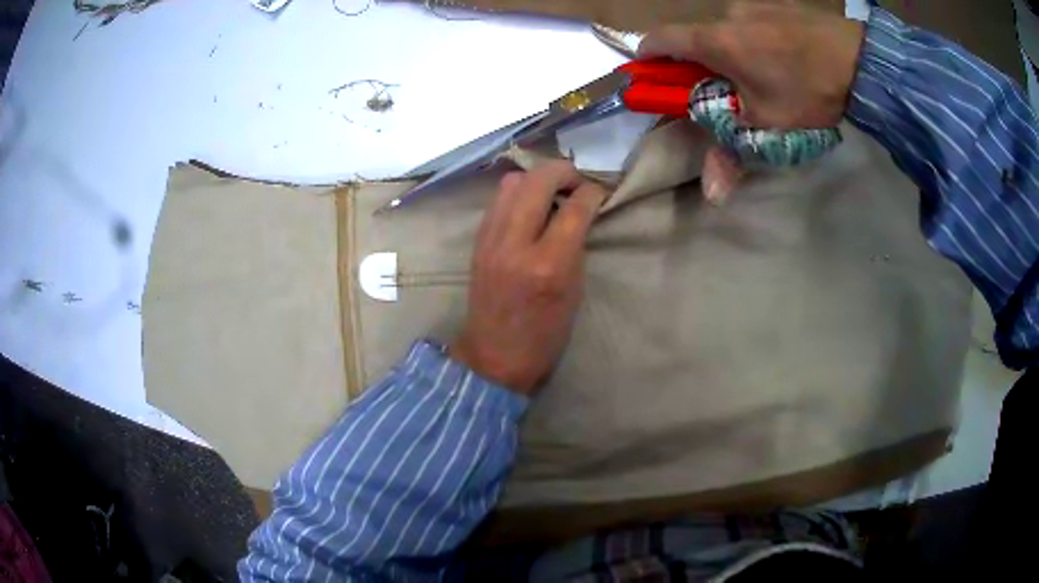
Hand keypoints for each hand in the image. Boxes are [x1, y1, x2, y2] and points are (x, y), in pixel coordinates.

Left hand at [450, 161, 606, 394]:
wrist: (493, 356)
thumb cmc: (544, 335)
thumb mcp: (574, 292)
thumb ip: (576, 246)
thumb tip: (579, 212)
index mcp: (548, 264)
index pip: (574, 208)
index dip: (592, 191)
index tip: (600, 191)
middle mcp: (516, 243)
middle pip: (539, 180)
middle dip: (564, 172)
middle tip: (577, 182)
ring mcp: (491, 239)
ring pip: (512, 181)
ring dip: (537, 179)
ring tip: (552, 192)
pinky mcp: (478, 240)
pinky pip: (498, 200)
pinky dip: (518, 194)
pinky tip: (530, 207)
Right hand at [639, 1, 864, 202]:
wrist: (860, 60)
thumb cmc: (809, 91)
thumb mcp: (769, 125)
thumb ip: (732, 153)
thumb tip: (712, 197)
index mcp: (715, 41)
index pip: (660, 39)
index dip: (647, 56)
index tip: (650, 73)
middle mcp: (726, 14)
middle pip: (696, 37)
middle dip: (700, 62)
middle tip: (723, 88)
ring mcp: (752, 4)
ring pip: (726, 29)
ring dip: (730, 50)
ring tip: (763, 73)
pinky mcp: (775, 2)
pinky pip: (752, 20)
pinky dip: (753, 38)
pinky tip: (781, 55)